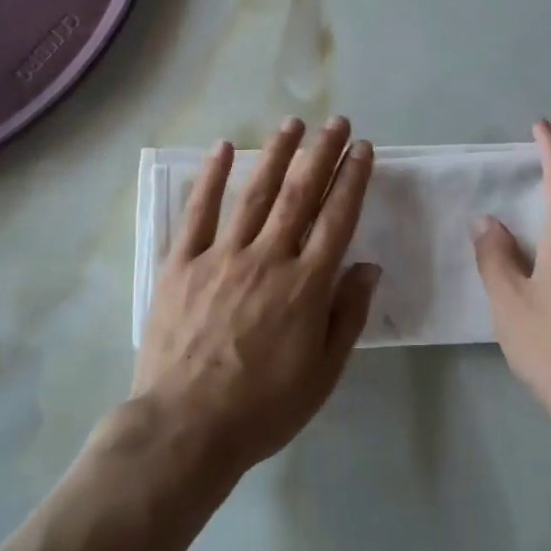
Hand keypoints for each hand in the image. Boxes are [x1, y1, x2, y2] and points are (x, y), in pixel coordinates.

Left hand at [132, 116, 377, 482]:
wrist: (185, 428)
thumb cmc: (262, 408)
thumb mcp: (322, 374)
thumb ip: (347, 315)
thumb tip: (368, 266)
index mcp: (305, 286)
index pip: (336, 219)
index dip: (352, 180)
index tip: (362, 150)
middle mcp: (267, 259)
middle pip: (300, 195)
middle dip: (321, 154)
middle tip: (336, 122)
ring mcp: (222, 257)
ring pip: (255, 193)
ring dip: (276, 154)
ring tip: (292, 124)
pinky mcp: (182, 264)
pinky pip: (198, 212)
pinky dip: (210, 177)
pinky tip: (224, 147)